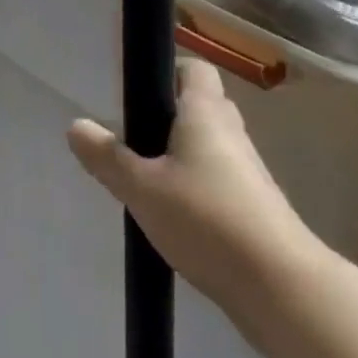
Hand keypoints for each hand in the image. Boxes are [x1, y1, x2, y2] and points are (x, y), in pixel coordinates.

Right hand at [68, 58, 323, 313]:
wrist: (282, 288)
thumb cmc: (207, 219)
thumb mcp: (142, 189)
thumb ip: (107, 158)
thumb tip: (75, 126)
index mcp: (205, 111)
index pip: (193, 68)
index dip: (167, 72)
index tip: (140, 95)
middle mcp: (231, 131)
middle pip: (201, 107)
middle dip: (170, 118)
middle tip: (136, 140)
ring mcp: (250, 172)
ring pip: (211, 148)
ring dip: (184, 158)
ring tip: (150, 183)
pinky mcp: (258, 209)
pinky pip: (222, 182)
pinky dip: (200, 190)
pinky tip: (178, 219)